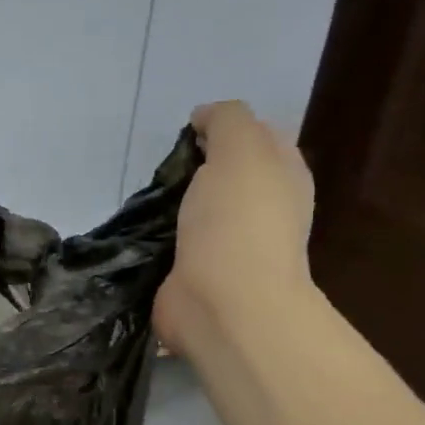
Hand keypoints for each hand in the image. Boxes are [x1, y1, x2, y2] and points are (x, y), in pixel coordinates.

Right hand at [155, 101, 316, 355]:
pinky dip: (157, 237)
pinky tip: (140, 233)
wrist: (224, 304)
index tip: (189, 133)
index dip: (226, 128)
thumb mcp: (242, 148)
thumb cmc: (238, 221)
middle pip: (225, 175)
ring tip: (146, 199)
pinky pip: (174, 244)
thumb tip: (204, 120)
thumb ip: (227, 121)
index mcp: (284, 178)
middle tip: (165, 169)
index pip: (260, 138)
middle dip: (194, 168)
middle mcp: (263, 212)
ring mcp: (229, 247)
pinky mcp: (196, 275)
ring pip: (196, 211)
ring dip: (172, 204)